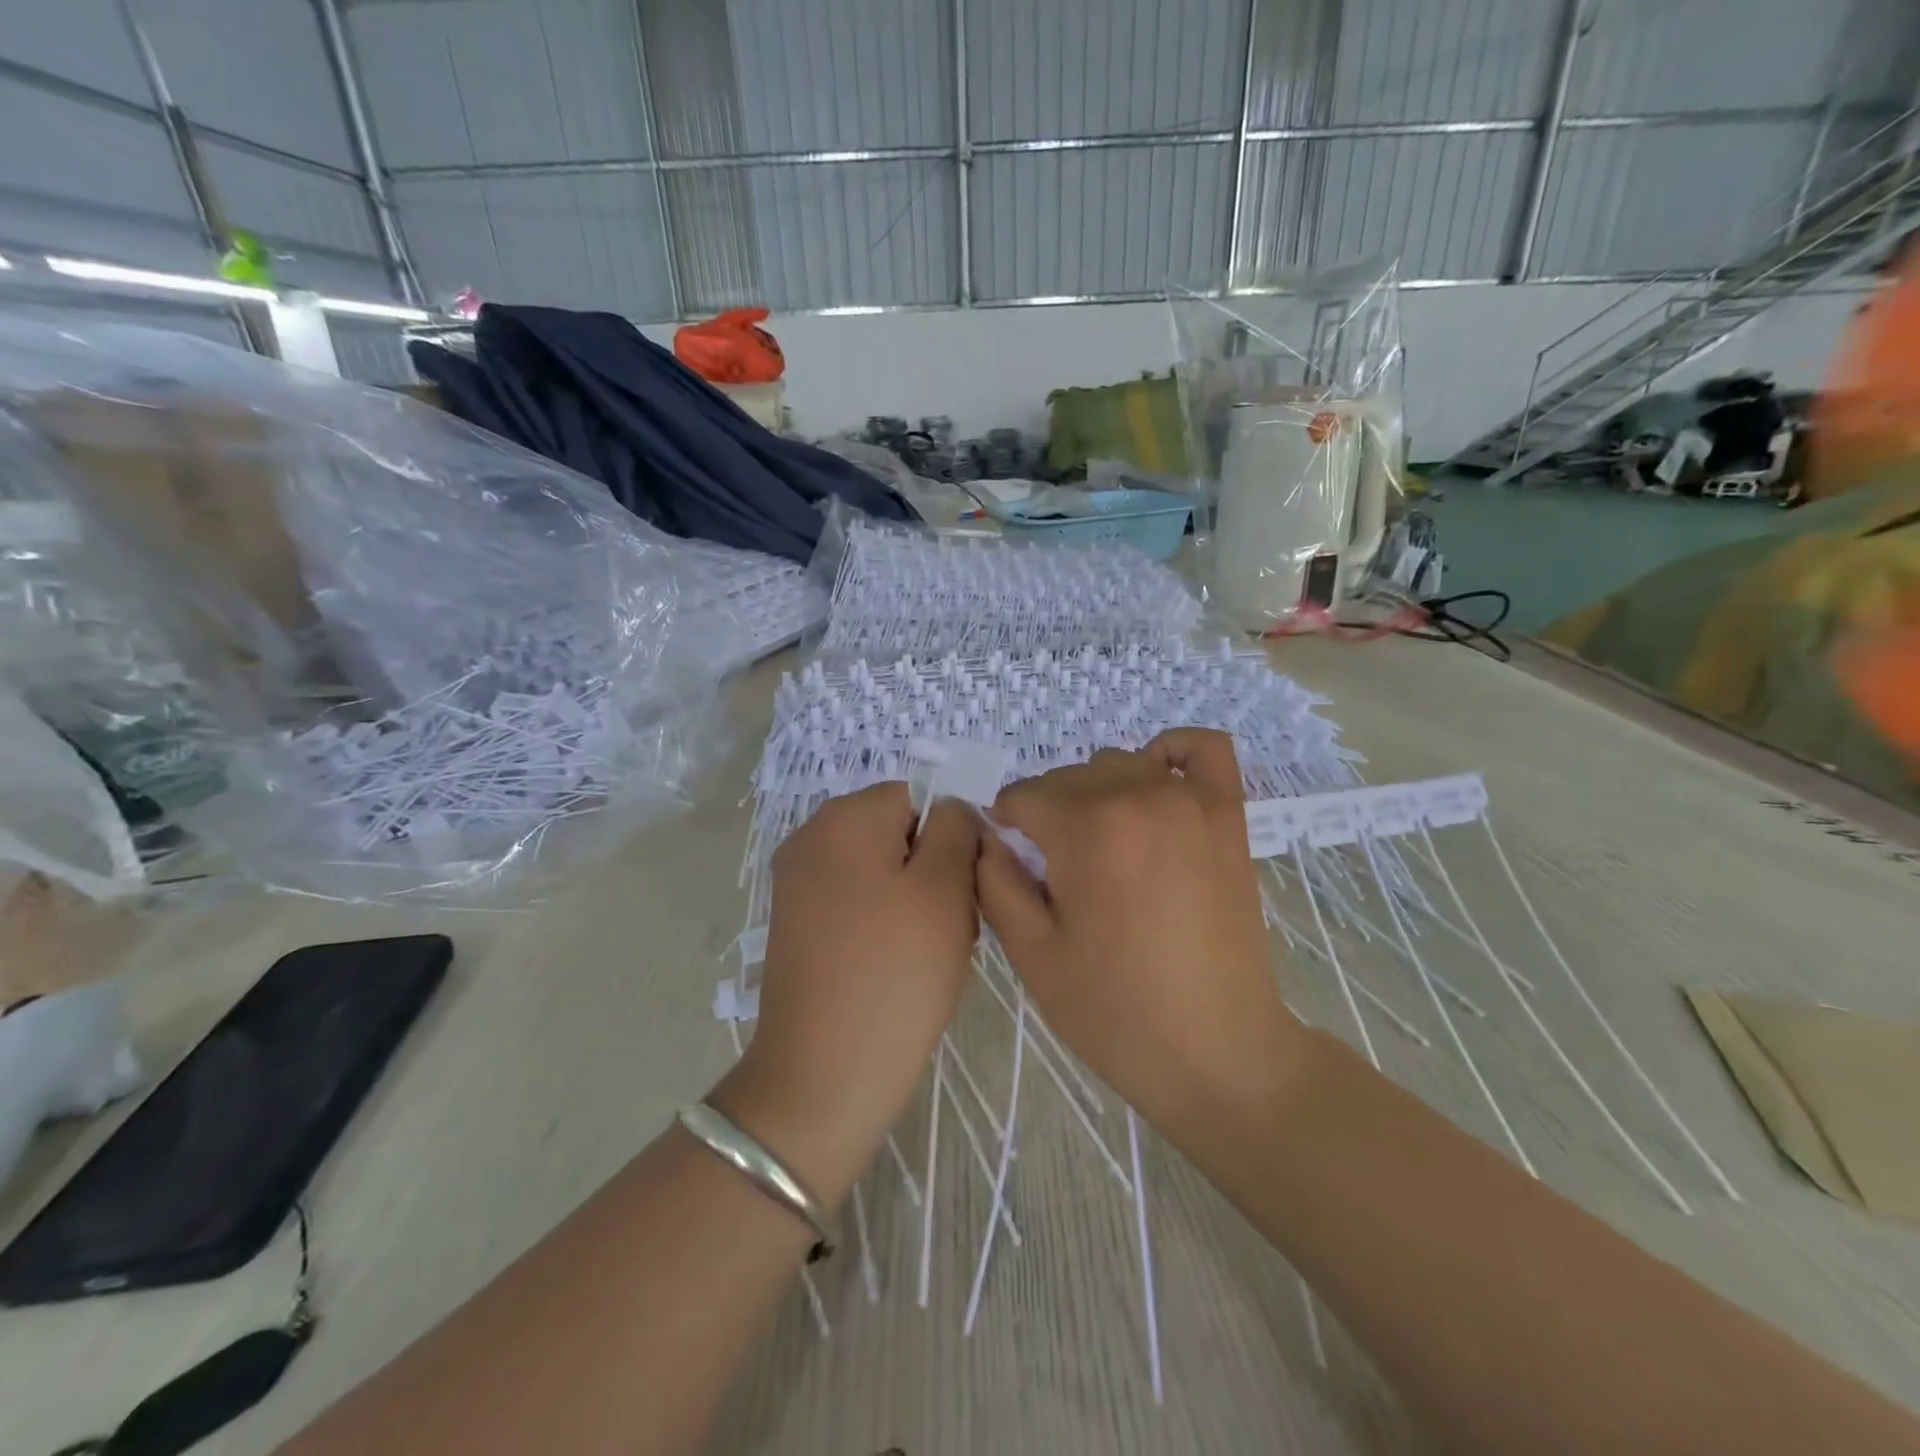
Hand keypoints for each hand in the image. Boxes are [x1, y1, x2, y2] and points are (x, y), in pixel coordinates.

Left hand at [713, 783, 979, 1206]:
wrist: (826, 1075)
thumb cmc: (896, 973)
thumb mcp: (945, 888)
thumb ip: (956, 828)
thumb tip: (951, 808)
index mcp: (844, 817)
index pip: (919, 797)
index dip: (952, 837)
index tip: (964, 889)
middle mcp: (811, 837)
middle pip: (897, 832)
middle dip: (933, 870)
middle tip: (952, 925)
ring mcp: (798, 883)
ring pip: (882, 870)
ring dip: (914, 900)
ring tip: (928, 952)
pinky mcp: (797, 924)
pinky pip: (857, 901)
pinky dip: (885, 923)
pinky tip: (898, 966)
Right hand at [976, 728, 1305, 1135]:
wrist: (1216, 1051)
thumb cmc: (1114, 1010)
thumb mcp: (1031, 952)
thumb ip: (994, 880)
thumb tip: (986, 837)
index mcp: (1085, 828)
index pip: (1024, 796)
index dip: (1005, 824)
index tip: (1009, 858)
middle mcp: (1137, 795)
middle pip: (1068, 778)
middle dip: (1047, 814)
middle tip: (1053, 870)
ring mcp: (1190, 800)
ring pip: (1120, 763)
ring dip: (1096, 792)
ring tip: (1100, 846)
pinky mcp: (1228, 815)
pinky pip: (1202, 750)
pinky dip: (1172, 752)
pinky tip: (1154, 782)